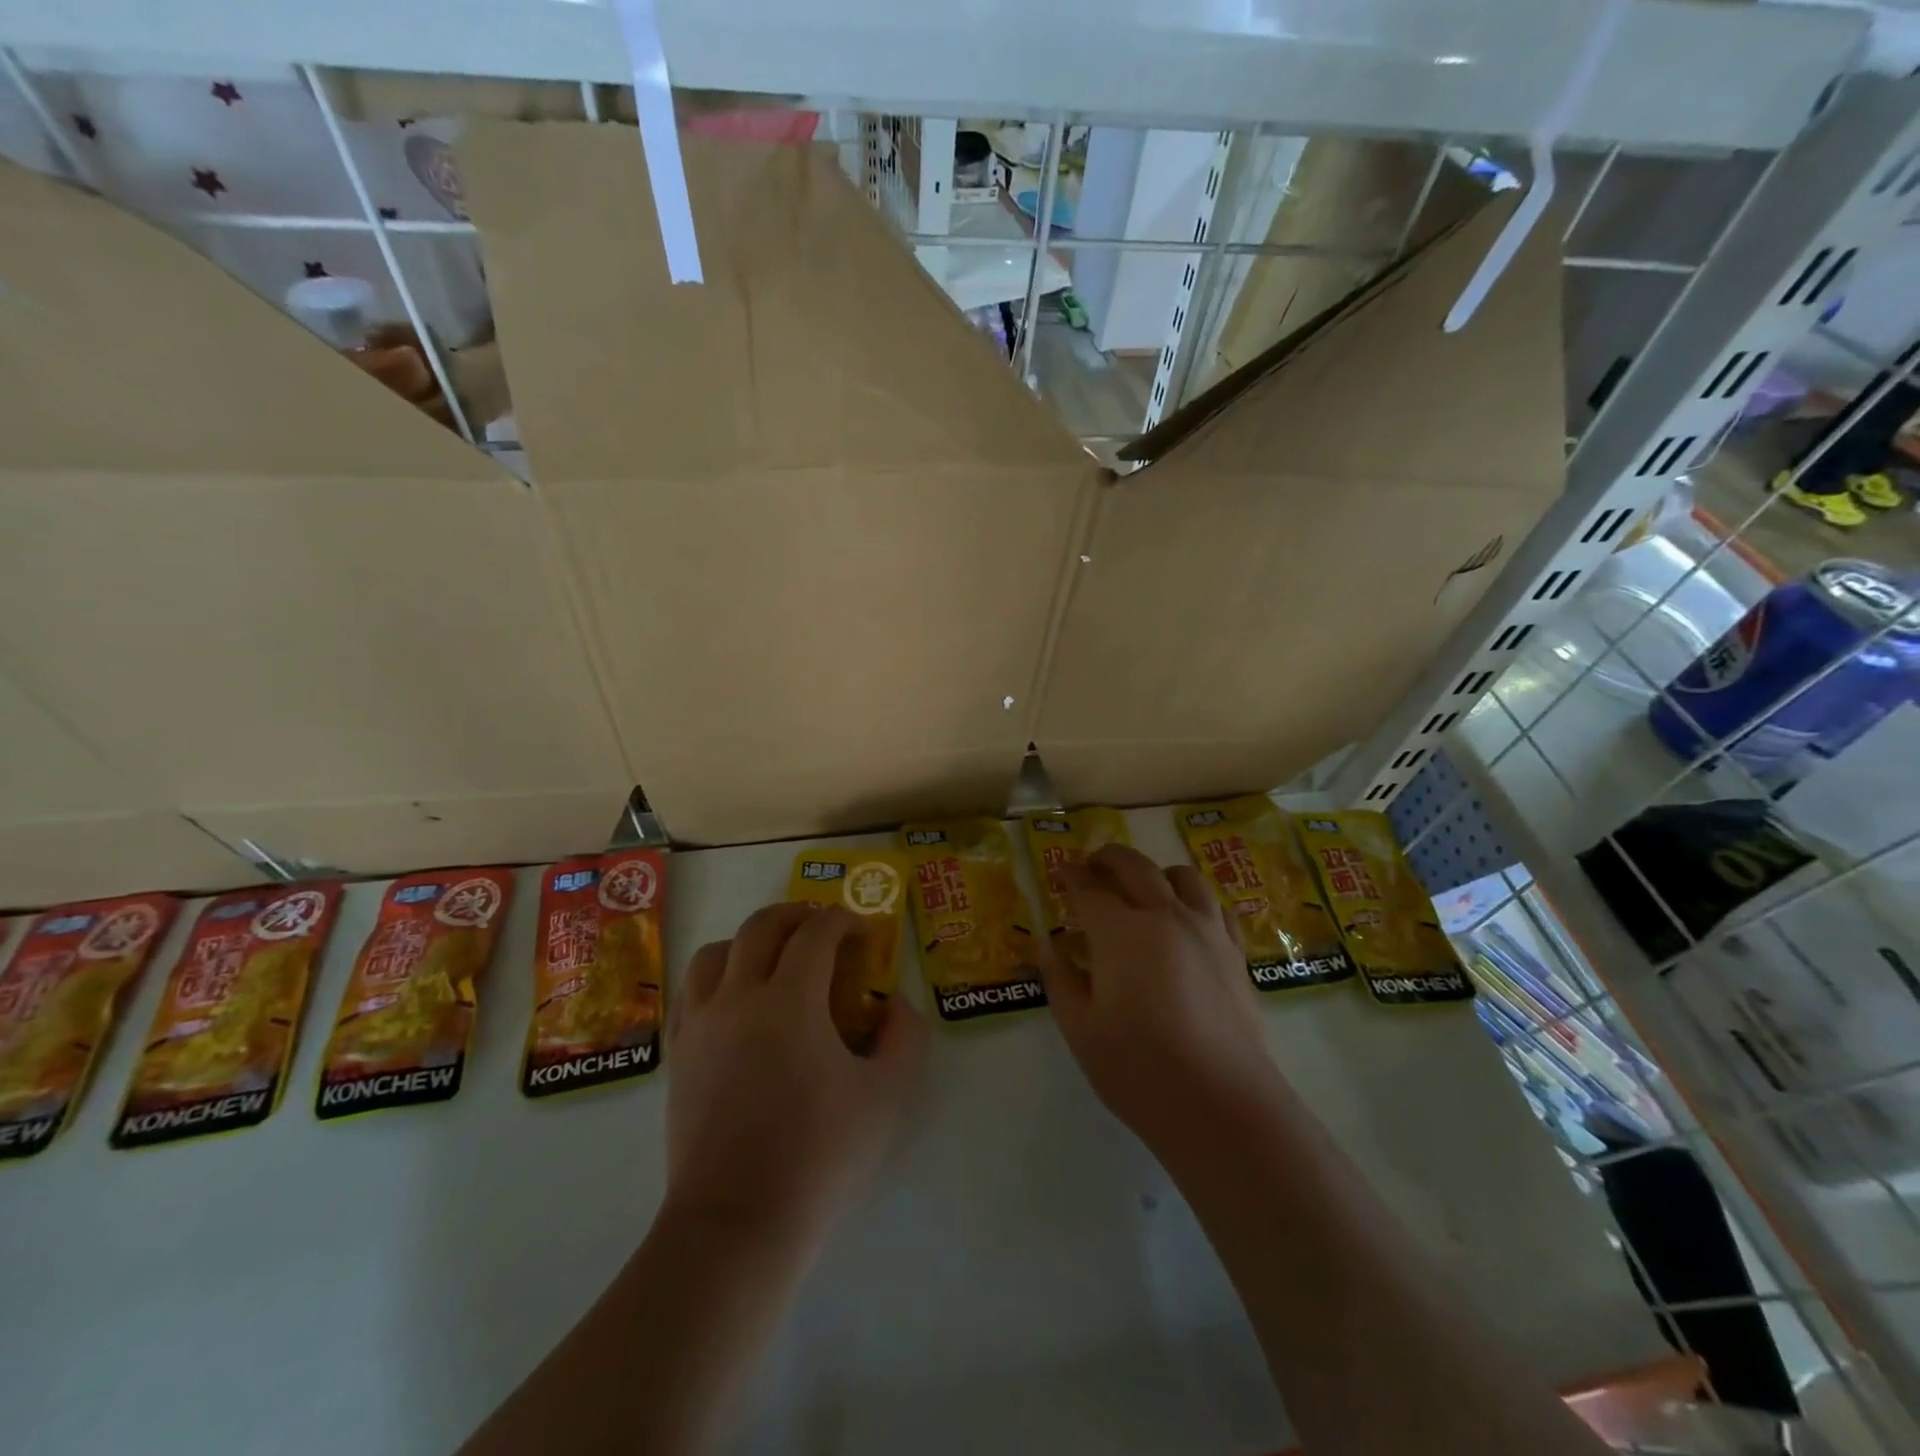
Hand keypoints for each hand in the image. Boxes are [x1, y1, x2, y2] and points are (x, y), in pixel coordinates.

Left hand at [665, 903, 926, 1245]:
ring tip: (773, 959)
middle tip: (821, 929)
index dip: (843, 920)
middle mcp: (738, 997)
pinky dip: (716, 976)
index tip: (862, 932)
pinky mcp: (679, 1054)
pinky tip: (734, 1000)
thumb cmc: (818, 1156)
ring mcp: (701, 1024)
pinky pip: (690, 991)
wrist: (737, 1224)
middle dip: (796, 915)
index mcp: (789, 999)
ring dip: (749, 941)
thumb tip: (896, 1002)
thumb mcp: (886, 1096)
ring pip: (715, 952)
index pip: (816, 932)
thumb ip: (904, 1037)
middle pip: (761, 927)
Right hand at [1040, 845, 1278, 1152]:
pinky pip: (1215, 906)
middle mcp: (1165, 916)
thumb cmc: (1138, 1068)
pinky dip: (1194, 899)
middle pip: (1136, 867)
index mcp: (1121, 931)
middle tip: (1092, 866)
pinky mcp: (1234, 953)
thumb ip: (1060, 978)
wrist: (1220, 1104)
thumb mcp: (1080, 1028)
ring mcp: (1206, 931)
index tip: (1061, 873)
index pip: (1090, 889)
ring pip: (1183, 877)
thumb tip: (1046, 944)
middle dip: (1108, 859)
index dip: (1071, 877)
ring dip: (1155, 872)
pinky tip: (1186, 920)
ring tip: (1142, 888)